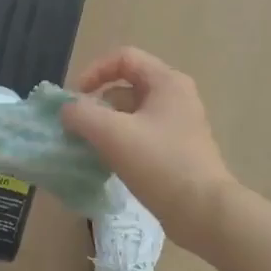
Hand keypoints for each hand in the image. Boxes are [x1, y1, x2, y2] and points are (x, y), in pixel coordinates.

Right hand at [60, 47, 238, 247]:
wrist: (203, 212)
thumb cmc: (160, 164)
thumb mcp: (113, 134)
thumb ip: (82, 115)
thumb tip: (67, 111)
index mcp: (166, 82)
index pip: (124, 58)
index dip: (94, 72)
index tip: (75, 99)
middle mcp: (176, 97)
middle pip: (126, 87)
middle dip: (96, 103)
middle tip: (77, 127)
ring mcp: (178, 126)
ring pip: (131, 114)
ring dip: (105, 126)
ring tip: (86, 148)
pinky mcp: (176, 151)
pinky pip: (140, 136)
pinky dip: (120, 143)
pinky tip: (106, 164)